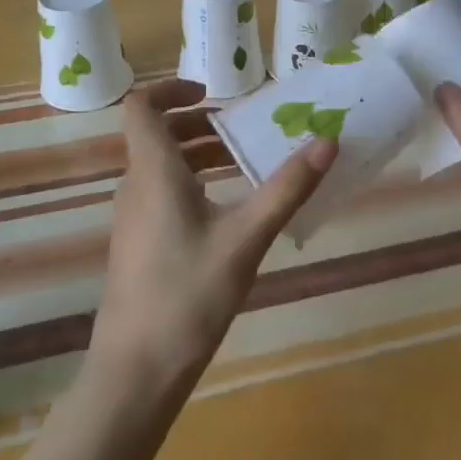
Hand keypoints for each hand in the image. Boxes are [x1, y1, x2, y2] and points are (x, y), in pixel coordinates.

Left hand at [86, 79, 336, 400]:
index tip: (211, 93)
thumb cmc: (188, 294)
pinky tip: (228, 209)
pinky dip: (192, 182)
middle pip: (157, 134)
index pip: (142, 106)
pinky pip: (162, 192)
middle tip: (244, 129)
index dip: (171, 89)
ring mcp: (133, 216)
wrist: (136, 370)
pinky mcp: (138, 243)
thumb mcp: (245, 238)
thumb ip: (286, 188)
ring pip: (161, 165)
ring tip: (244, 163)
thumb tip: (327, 141)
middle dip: (199, 124)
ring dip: (198, 154)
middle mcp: (136, 185)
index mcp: (153, 170)